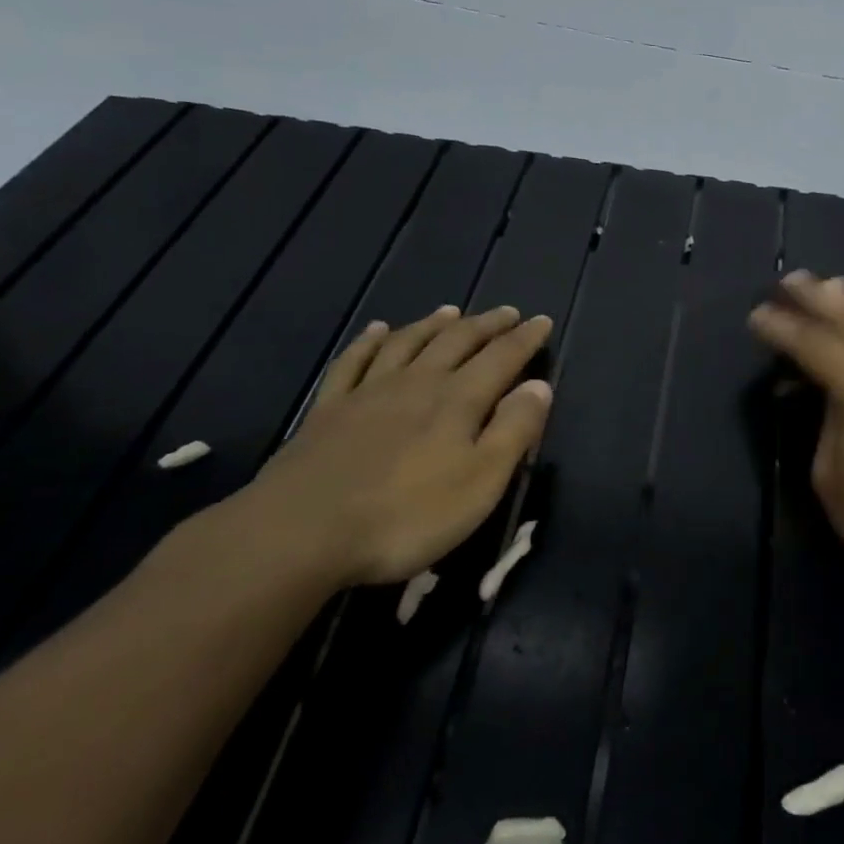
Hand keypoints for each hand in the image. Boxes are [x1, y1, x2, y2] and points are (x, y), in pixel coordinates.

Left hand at [227, 305, 553, 588]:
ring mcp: (368, 393)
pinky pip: (353, 362)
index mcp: (458, 401)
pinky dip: (369, 342)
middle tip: (507, 312)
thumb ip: (513, 430)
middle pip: (457, 342)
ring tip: (452, 311)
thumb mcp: (480, 481)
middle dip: (486, 325)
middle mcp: (417, 383)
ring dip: (434, 324)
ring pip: (408, 344)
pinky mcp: (328, 410)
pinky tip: (377, 330)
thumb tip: (539, 385)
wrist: (301, 532)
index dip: (525, 338)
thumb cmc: (406, 514)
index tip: (542, 321)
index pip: (502, 358)